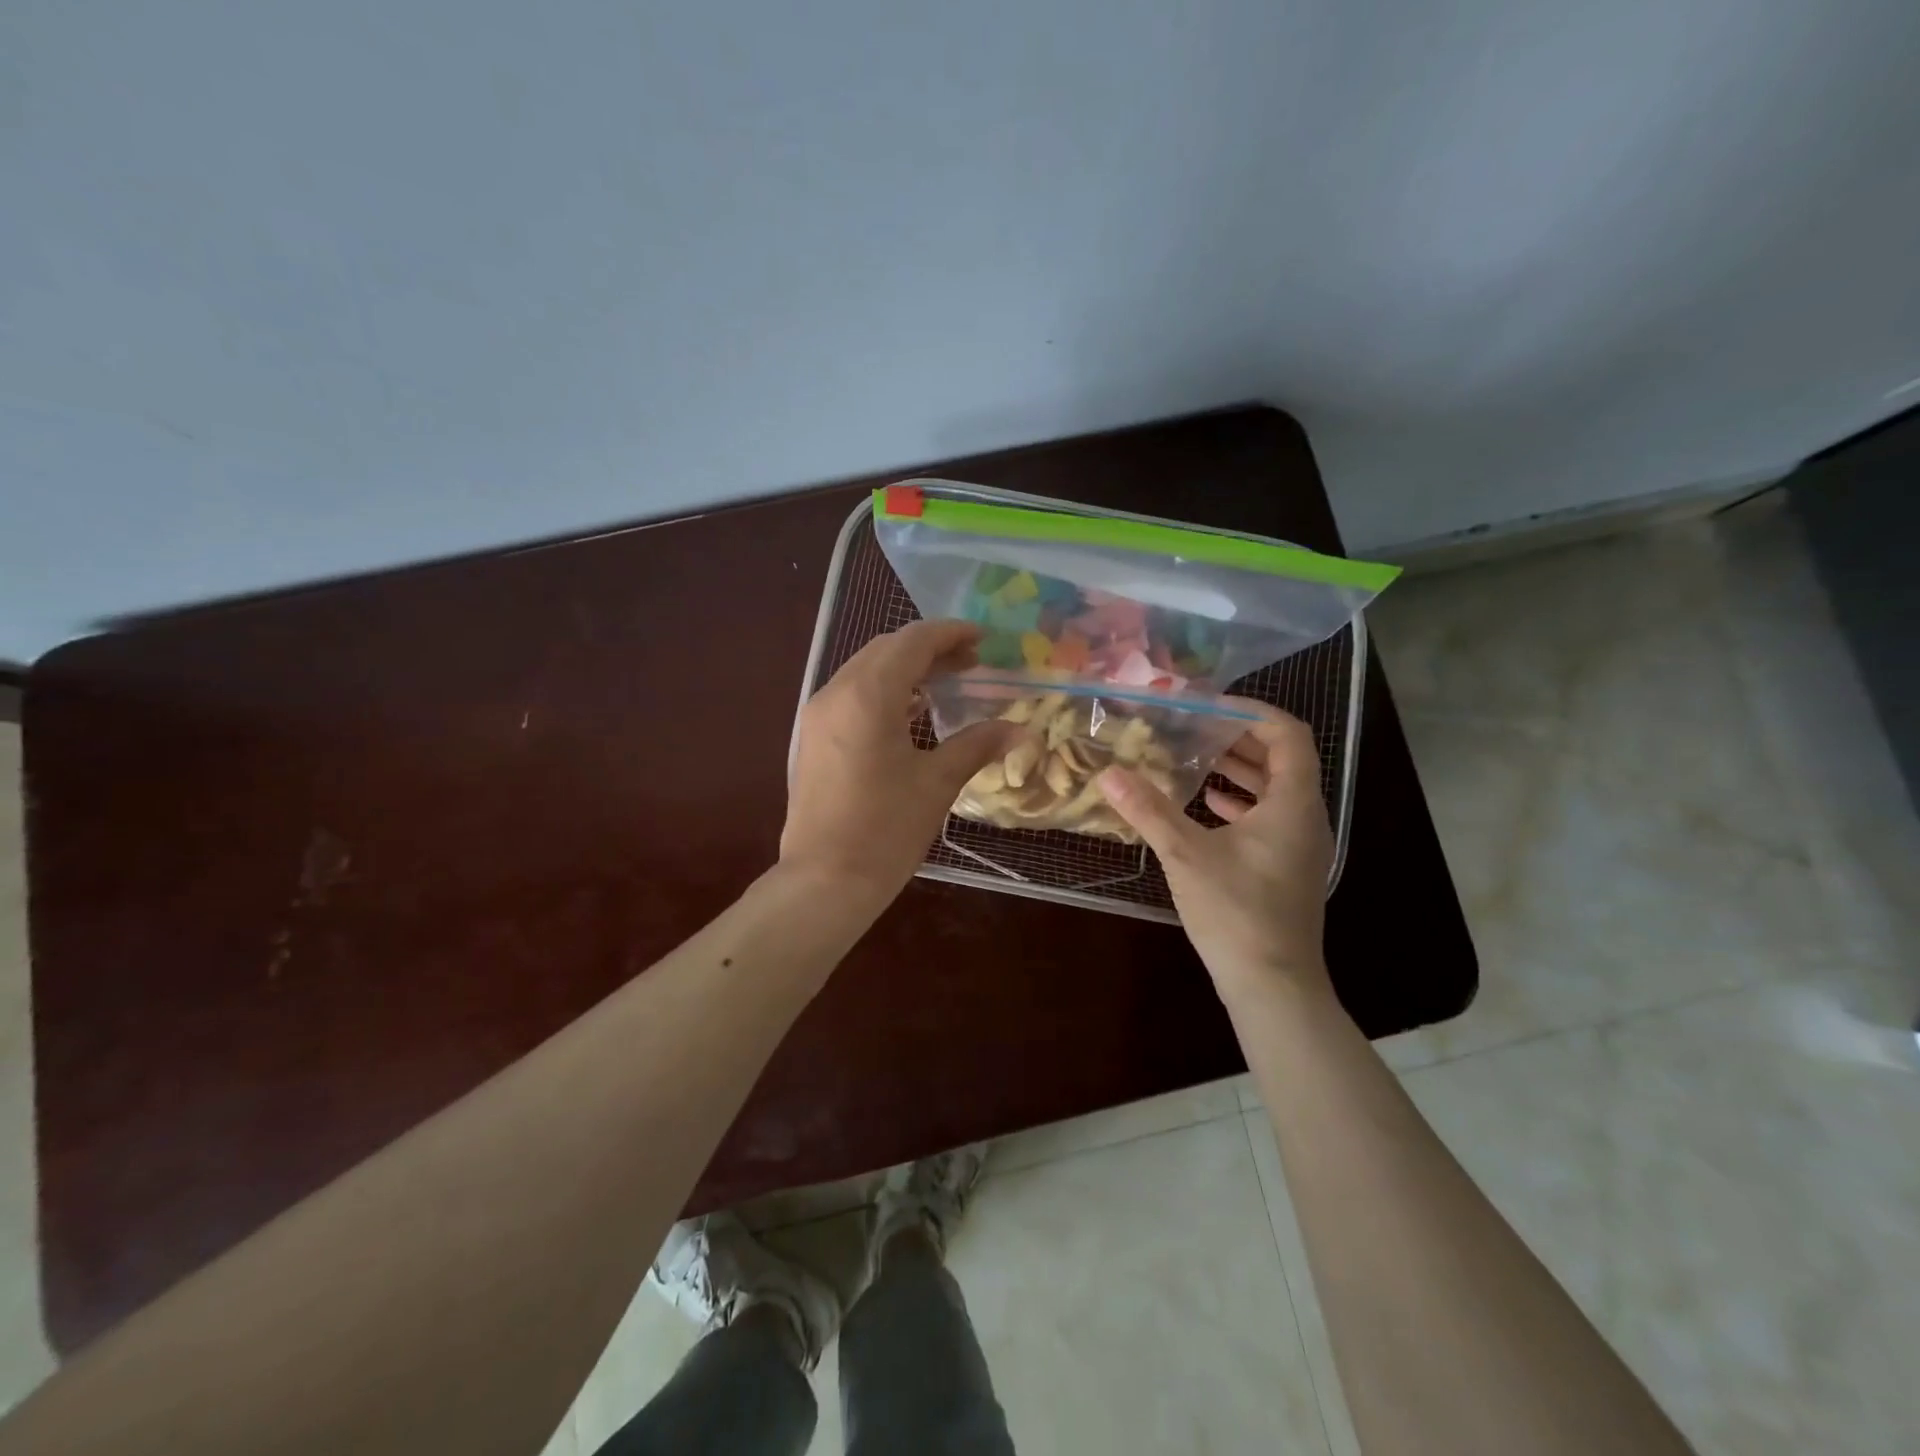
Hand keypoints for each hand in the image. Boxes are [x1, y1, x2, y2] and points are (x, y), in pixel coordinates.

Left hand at [782, 620, 1023, 908]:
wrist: (825, 880)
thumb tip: (1019, 729)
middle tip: (970, 662)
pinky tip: (911, 712)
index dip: (950, 633)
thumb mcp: (938, 783)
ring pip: (865, 670)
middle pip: (886, 649)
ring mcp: (818, 714)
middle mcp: (836, 692)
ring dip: (905, 668)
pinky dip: (883, 690)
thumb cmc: (886, 830)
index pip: (912, 642)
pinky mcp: (812, 737)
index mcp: (868, 695)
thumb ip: (977, 744)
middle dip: (929, 648)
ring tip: (946, 684)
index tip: (983, 638)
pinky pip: (851, 694)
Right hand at [1100, 705, 1333, 1001]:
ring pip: (1276, 790)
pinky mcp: (1287, 868)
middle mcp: (1306, 818)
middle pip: (1283, 759)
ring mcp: (1300, 846)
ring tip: (1197, 759)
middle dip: (1239, 739)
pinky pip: (1270, 818)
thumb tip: (1108, 774)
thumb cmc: (1236, 912)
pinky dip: (1241, 803)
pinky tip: (1207, 807)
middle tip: (1196, 728)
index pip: (1287, 735)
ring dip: (1240, 770)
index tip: (1209, 706)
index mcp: (1293, 804)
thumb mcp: (1186, 855)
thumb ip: (1148, 810)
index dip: (1252, 712)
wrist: (1273, 985)